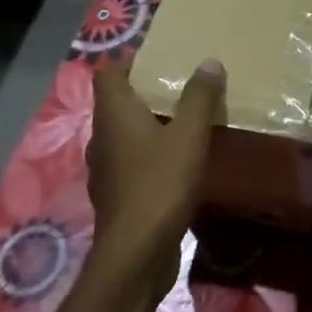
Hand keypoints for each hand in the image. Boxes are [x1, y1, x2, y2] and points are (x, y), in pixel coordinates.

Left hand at [85, 59, 224, 290]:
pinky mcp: (118, 195)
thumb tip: (208, 61)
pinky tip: (180, 160)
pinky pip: (134, 161)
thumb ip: (199, 97)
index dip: (130, 61)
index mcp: (114, 114)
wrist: (136, 254)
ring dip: (151, 124)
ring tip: (187, 120)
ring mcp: (107, 169)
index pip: (108, 73)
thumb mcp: (189, 135)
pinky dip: (152, 153)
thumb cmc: (160, 184)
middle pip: (119, 103)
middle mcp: (103, 137)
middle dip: (148, 92)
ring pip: (127, 133)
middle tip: (184, 85)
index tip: (161, 58)